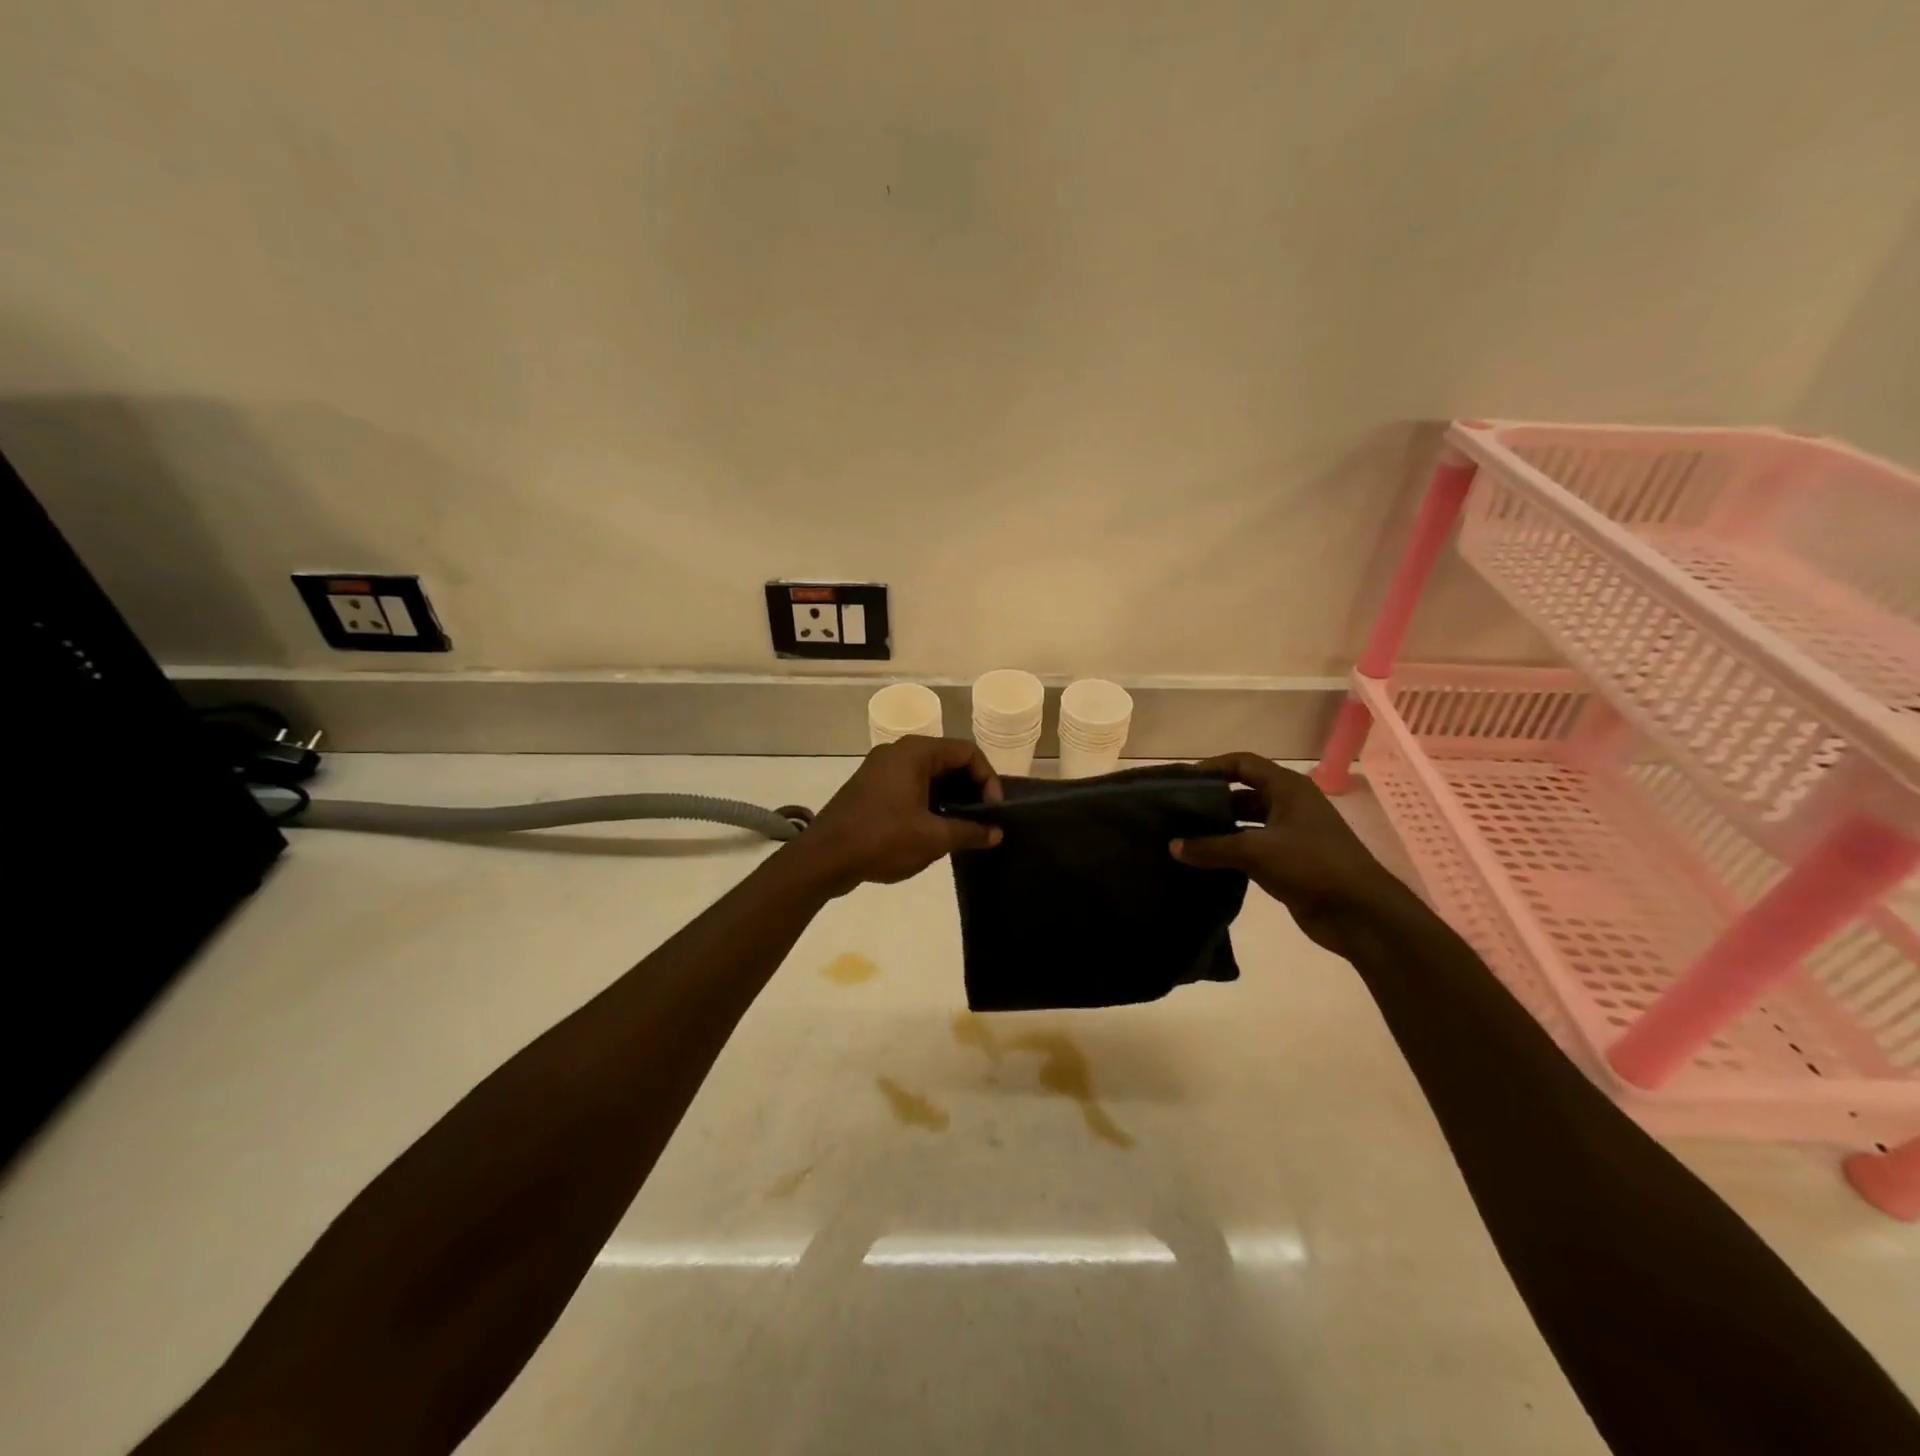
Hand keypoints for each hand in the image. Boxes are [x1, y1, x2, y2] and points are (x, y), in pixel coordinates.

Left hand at [799, 737, 1003, 894]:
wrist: (823, 857)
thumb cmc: (882, 839)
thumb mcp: (933, 838)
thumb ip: (970, 832)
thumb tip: (996, 833)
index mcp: (915, 752)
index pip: (967, 752)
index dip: (988, 779)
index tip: (993, 811)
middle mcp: (898, 752)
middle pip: (948, 761)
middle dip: (970, 789)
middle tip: (983, 820)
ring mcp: (881, 769)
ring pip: (929, 776)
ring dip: (950, 799)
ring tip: (963, 829)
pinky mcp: (871, 788)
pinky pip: (910, 786)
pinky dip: (929, 803)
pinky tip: (935, 831)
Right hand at [1170, 752, 1410, 952]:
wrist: (1360, 913)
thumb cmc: (1311, 865)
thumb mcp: (1256, 850)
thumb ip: (1211, 847)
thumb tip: (1173, 846)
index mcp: (1287, 788)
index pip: (1242, 763)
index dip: (1212, 768)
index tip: (1181, 782)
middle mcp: (1288, 804)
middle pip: (1242, 793)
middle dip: (1211, 802)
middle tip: (1176, 813)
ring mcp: (1290, 834)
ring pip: (1245, 823)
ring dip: (1218, 830)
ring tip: (1182, 838)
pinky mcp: (1288, 861)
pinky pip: (1251, 848)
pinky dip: (1229, 852)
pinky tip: (1203, 862)